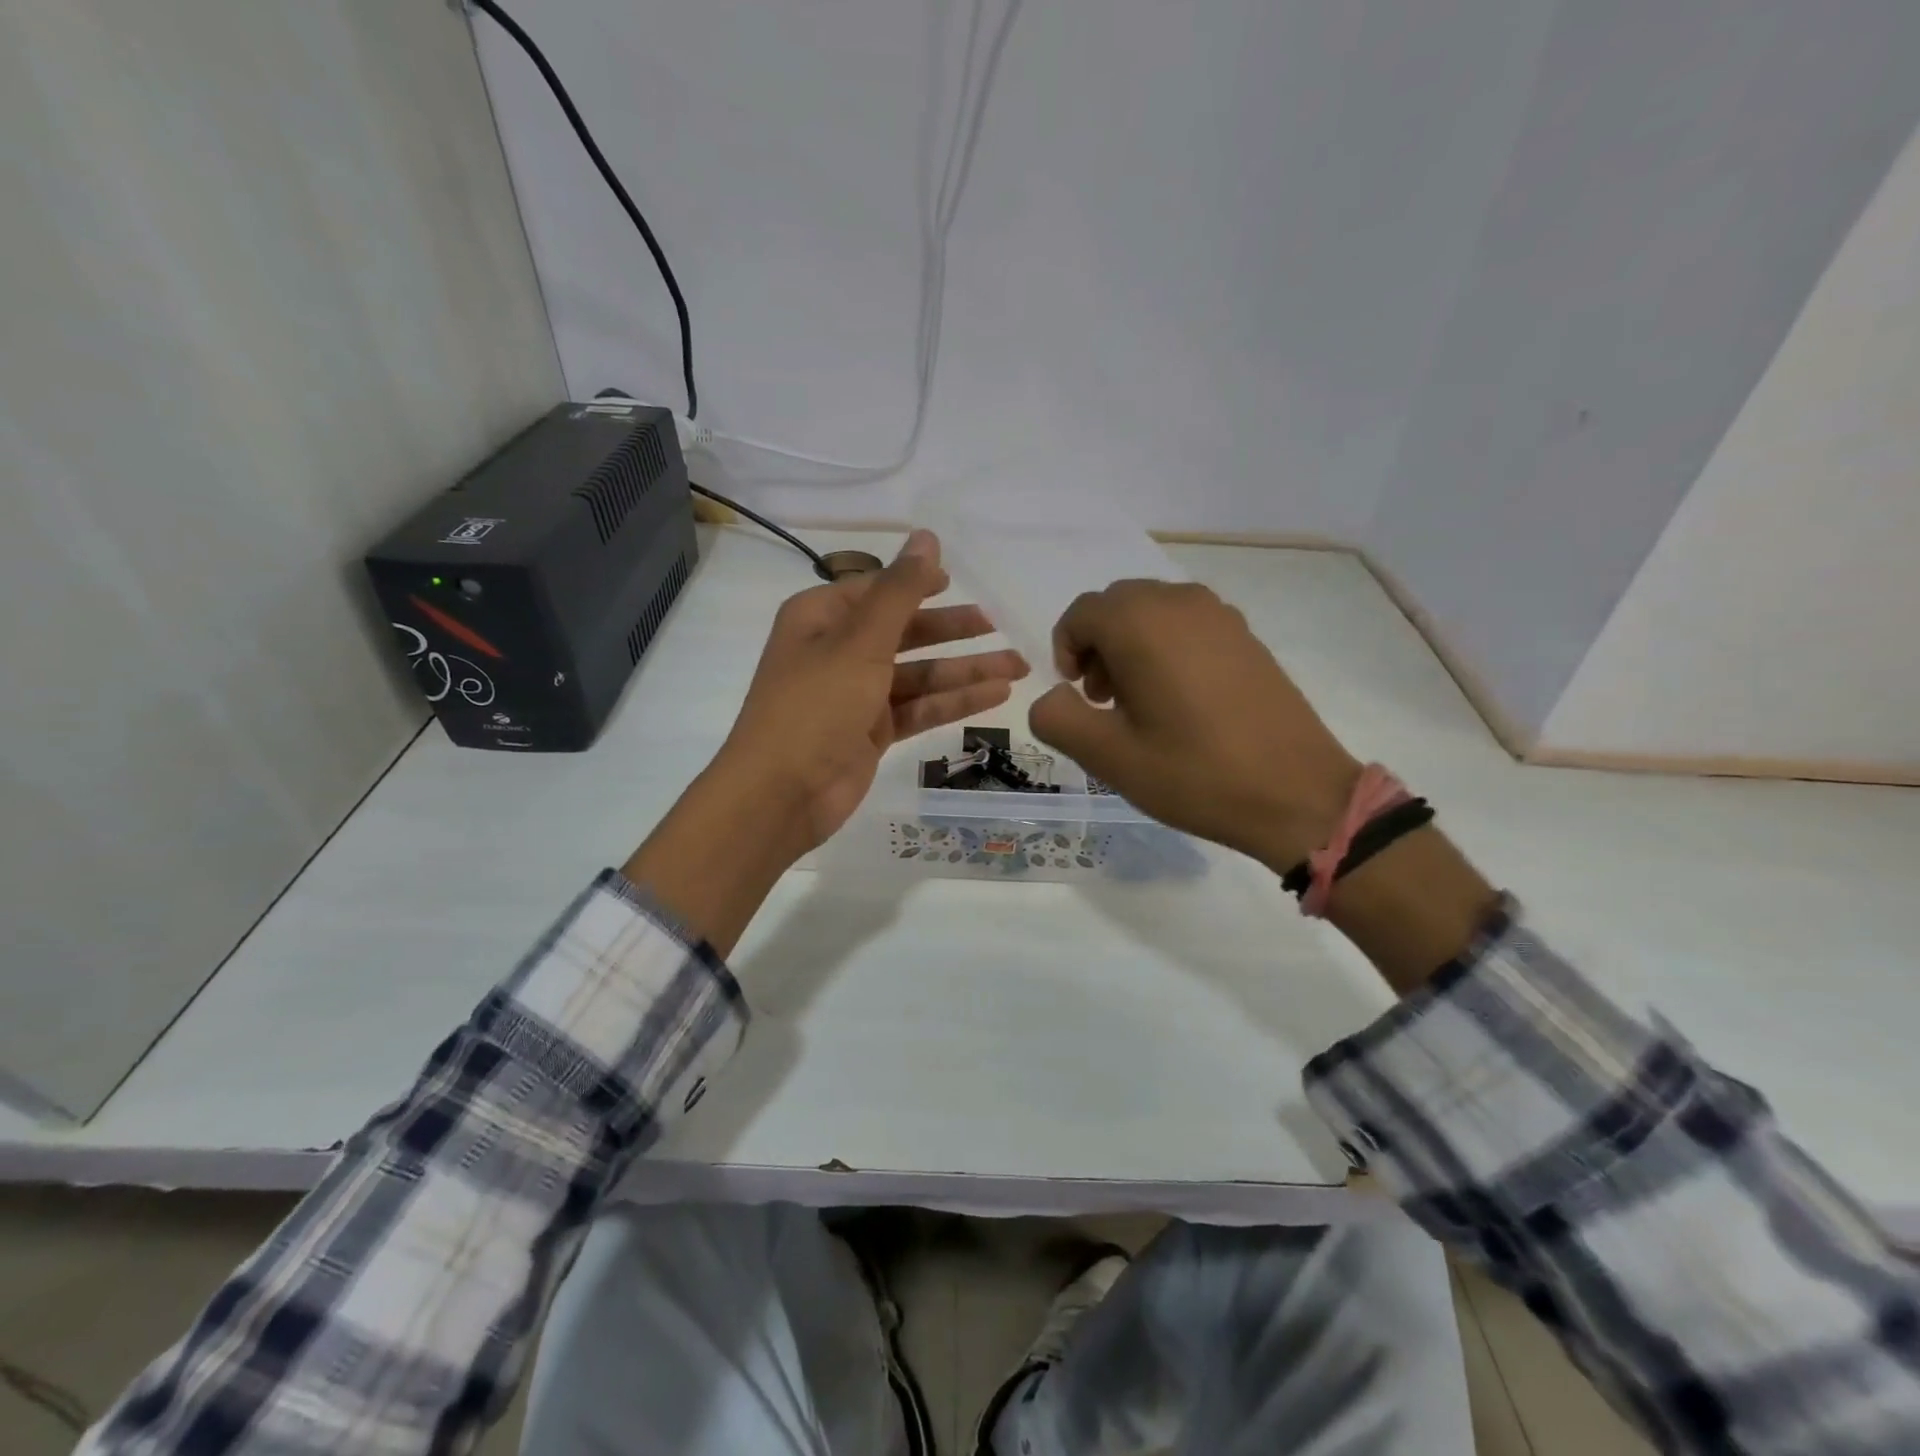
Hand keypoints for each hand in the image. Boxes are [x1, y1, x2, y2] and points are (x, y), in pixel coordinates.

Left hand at [720, 529, 1028, 851]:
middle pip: (904, 632)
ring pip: (919, 674)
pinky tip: (995, 695)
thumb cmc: (815, 705)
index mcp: (821, 618)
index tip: (956, 582)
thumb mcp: (860, 642)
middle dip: (952, 630)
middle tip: (997, 625)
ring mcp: (856, 695)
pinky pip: (919, 708)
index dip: (917, 584)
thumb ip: (900, 591)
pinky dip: (954, 701)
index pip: (877, 591)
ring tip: (1018, 667)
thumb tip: (927, 536)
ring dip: (965, 670)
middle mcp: (837, 651)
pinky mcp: (872, 732)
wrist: (781, 794)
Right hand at [1027, 580, 1358, 871]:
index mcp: (1142, 624)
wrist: (1297, 794)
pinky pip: (1187, 624)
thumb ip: (1057, 718)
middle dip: (1098, 646)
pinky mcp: (1246, 636)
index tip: (1076, 695)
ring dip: (1131, 645)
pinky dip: (1166, 647)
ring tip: (1139, 702)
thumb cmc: (1194, 774)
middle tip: (1103, 700)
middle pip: (1117, 606)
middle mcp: (1180, 603)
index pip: (1081, 613)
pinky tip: (1180, 699)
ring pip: (1153, 611)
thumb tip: (1051, 697)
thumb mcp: (1109, 757)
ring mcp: (1221, 615)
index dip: (1066, 651)